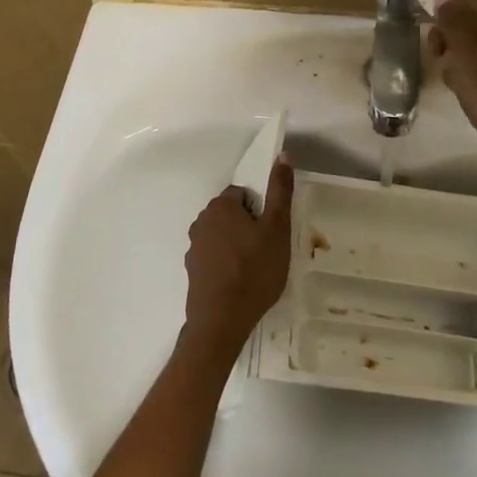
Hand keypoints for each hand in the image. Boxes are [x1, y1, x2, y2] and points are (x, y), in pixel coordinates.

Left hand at [182, 160, 294, 354]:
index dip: (261, 210)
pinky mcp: (193, 270)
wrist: (221, 320)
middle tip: (268, 249)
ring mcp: (194, 247)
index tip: (272, 230)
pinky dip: (226, 264)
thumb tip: (283, 155)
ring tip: (257, 269)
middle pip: (231, 214)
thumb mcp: (277, 228)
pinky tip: (240, 282)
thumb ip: (280, 191)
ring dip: (237, 245)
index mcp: (220, 206)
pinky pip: (214, 257)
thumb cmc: (254, 270)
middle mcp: (201, 221)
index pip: (243, 194)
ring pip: (222, 236)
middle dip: (249, 226)